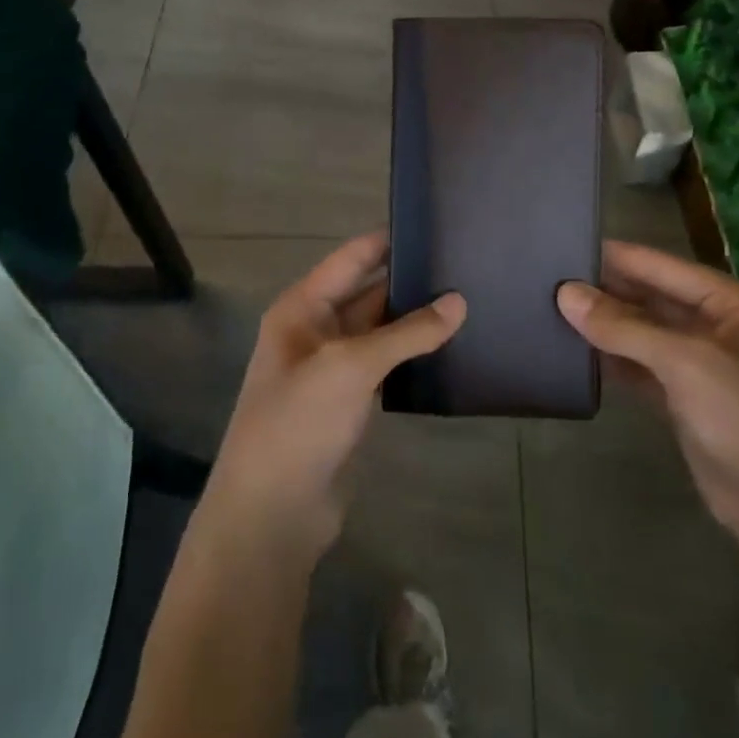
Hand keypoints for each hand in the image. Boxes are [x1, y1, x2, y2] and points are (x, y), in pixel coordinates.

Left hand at [200, 232, 465, 568]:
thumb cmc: (300, 422)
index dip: (388, 241)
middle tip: (464, 266)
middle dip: (408, 281)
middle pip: (367, 292)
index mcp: (302, 308)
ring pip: (379, 331)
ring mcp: (331, 368)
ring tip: (467, 301)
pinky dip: (411, 356)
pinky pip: (384, 365)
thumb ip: (407, 332)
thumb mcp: (351, 366)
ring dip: (413, 320)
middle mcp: (314, 330)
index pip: (351, 259)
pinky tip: (448, 349)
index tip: (434, 224)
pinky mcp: (347, 403)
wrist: (271, 513)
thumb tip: (459, 301)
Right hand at [558, 242, 738, 566]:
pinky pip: (641, 366)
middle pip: (649, 296)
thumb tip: (565, 293)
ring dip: (604, 326)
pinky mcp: (684, 398)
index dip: (613, 256)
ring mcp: (699, 363)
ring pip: (642, 332)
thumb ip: (625, 327)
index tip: (559, 244)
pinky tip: (575, 352)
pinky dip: (612, 359)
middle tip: (544, 281)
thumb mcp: (688, 364)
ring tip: (548, 310)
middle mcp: (715, 324)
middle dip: (604, 290)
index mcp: (729, 301)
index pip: (660, 265)